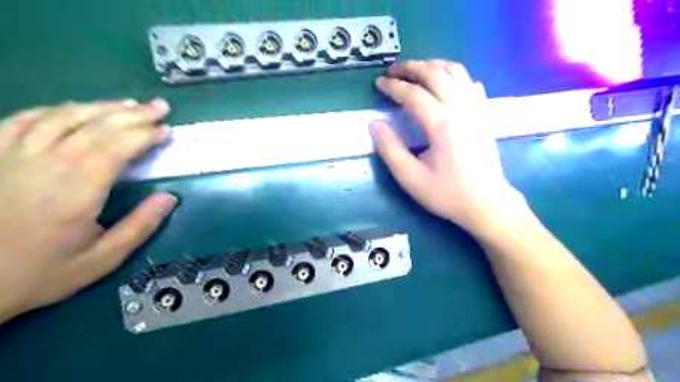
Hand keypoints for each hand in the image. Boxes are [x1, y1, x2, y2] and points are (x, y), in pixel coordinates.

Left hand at [0, 99, 177, 321]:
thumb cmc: (38, 272)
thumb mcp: (101, 260)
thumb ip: (139, 227)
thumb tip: (169, 198)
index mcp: (77, 191)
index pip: (116, 149)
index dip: (145, 135)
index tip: (167, 130)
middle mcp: (46, 165)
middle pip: (95, 127)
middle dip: (133, 114)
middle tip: (159, 107)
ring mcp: (13, 156)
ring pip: (63, 117)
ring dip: (101, 107)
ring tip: (129, 104)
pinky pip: (24, 119)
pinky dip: (56, 110)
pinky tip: (75, 108)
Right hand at [372, 60, 524, 231]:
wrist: (486, 203)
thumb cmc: (447, 193)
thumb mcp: (410, 177)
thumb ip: (390, 149)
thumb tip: (374, 123)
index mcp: (441, 124)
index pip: (413, 93)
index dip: (393, 86)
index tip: (379, 83)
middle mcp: (460, 108)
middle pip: (435, 73)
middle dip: (411, 67)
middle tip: (393, 70)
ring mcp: (476, 108)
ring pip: (456, 71)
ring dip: (433, 65)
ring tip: (416, 70)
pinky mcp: (484, 114)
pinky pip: (470, 83)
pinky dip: (454, 76)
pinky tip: (445, 85)